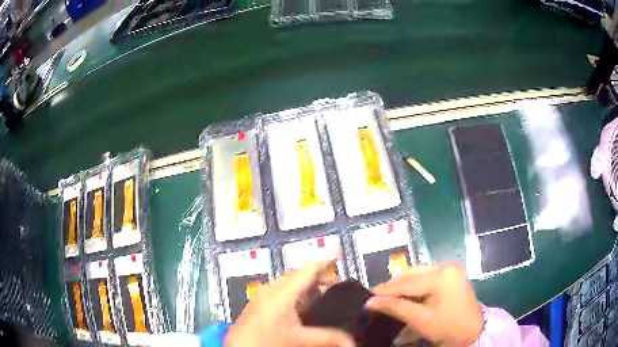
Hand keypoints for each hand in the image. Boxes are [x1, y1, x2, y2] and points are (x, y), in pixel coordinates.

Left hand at [225, 260, 354, 346]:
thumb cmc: (266, 341)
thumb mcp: (300, 340)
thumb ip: (328, 338)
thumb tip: (351, 342)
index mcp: (280, 293)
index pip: (306, 270)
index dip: (323, 261)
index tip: (337, 254)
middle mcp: (270, 290)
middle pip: (296, 274)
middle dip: (316, 274)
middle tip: (335, 279)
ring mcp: (262, 297)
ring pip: (287, 283)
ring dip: (305, 284)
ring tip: (322, 290)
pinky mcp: (258, 305)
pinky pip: (280, 291)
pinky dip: (294, 293)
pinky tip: (302, 305)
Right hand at [365, 263, 482, 346]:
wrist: (473, 331)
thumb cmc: (448, 327)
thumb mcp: (421, 320)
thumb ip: (396, 308)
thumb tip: (370, 302)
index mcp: (442, 275)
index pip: (407, 282)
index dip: (385, 289)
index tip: (367, 296)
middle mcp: (447, 266)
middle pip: (412, 274)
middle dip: (393, 287)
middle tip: (376, 298)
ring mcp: (451, 268)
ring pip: (418, 274)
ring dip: (403, 286)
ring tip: (388, 298)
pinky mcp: (452, 274)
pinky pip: (427, 276)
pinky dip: (414, 286)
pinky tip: (405, 295)